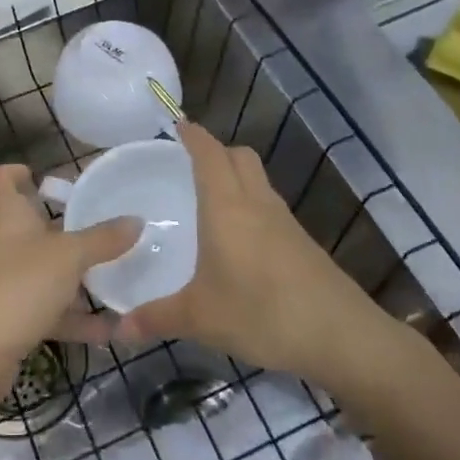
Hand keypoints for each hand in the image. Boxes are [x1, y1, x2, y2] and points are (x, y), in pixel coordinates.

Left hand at [0, 164, 138, 401]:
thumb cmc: (19, 285)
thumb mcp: (70, 257)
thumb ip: (103, 239)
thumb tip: (136, 220)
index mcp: (5, 214)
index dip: (16, 173)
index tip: (43, 178)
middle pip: (28, 226)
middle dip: (64, 231)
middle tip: (101, 232)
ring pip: (40, 271)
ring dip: (73, 279)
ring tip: (115, 283)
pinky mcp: (4, 318)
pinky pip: (43, 310)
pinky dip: (71, 318)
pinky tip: (108, 331)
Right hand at [110, 122, 383, 383]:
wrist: (341, 334)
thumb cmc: (261, 313)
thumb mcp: (200, 318)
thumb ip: (157, 318)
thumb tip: (119, 327)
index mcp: (226, 208)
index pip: (209, 154)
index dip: (194, 135)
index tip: (178, 124)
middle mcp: (256, 204)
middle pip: (240, 156)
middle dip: (216, 150)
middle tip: (190, 162)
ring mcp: (284, 222)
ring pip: (258, 179)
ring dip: (236, 175)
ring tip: (211, 198)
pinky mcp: (302, 242)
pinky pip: (270, 206)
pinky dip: (252, 204)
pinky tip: (240, 238)